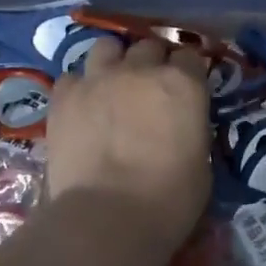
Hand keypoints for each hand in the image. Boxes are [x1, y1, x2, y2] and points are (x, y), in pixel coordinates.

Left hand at [47, 37, 211, 253]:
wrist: (107, 219)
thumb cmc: (168, 201)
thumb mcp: (201, 163)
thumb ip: (191, 130)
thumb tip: (181, 126)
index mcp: (182, 85)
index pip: (190, 57)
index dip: (187, 72)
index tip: (184, 89)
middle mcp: (140, 70)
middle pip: (148, 46)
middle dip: (151, 62)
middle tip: (148, 90)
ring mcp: (98, 79)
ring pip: (106, 47)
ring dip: (113, 62)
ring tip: (112, 85)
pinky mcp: (63, 97)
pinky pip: (71, 77)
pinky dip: (79, 88)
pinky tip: (81, 108)